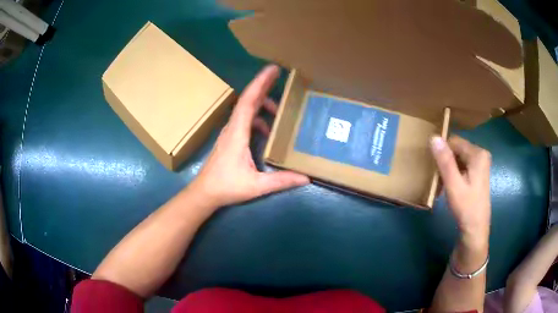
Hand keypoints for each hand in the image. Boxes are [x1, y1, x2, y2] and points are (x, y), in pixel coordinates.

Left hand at [189, 65, 309, 209]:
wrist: (205, 192)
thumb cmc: (227, 186)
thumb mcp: (256, 185)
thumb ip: (281, 180)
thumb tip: (306, 177)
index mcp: (238, 132)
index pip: (249, 101)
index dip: (260, 83)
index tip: (273, 69)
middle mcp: (233, 127)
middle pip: (248, 100)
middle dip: (263, 86)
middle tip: (279, 75)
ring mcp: (230, 132)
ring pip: (246, 110)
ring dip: (262, 105)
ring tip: (280, 109)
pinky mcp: (230, 139)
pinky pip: (245, 121)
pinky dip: (258, 119)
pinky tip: (268, 132)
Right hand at [430, 136, 490, 246]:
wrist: (475, 229)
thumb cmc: (466, 208)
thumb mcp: (453, 185)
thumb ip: (445, 161)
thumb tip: (434, 137)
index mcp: (478, 154)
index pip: (454, 142)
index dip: (442, 152)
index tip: (433, 167)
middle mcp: (481, 154)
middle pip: (457, 149)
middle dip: (445, 161)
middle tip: (437, 178)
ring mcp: (481, 164)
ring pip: (458, 158)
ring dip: (448, 168)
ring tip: (441, 183)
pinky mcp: (478, 172)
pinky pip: (462, 166)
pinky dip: (453, 173)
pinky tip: (449, 186)